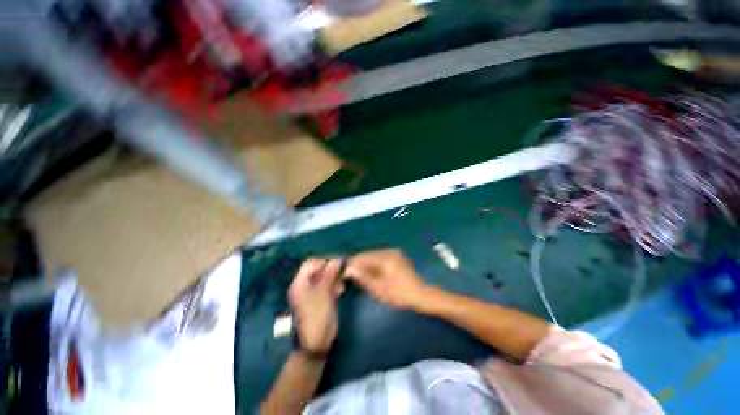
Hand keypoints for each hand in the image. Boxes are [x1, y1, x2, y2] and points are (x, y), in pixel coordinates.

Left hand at [288, 259, 345, 354]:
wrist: (316, 344)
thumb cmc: (317, 316)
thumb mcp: (324, 292)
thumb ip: (330, 273)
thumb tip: (339, 259)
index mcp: (300, 283)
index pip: (311, 263)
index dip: (324, 261)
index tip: (338, 263)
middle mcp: (305, 286)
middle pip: (319, 270)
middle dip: (331, 270)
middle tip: (342, 273)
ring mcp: (313, 293)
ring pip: (325, 278)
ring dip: (334, 278)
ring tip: (341, 285)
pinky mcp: (321, 299)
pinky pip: (328, 286)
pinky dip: (335, 286)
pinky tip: (340, 291)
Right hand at [345, 249, 428, 310]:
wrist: (422, 295)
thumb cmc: (401, 294)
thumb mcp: (380, 289)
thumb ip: (364, 278)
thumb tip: (349, 269)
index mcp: (386, 257)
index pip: (363, 256)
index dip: (352, 263)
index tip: (344, 272)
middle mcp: (389, 251)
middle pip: (368, 255)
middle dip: (359, 264)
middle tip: (350, 276)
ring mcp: (394, 253)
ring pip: (373, 256)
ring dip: (366, 264)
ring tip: (359, 276)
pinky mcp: (397, 257)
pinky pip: (380, 258)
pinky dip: (374, 265)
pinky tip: (370, 273)